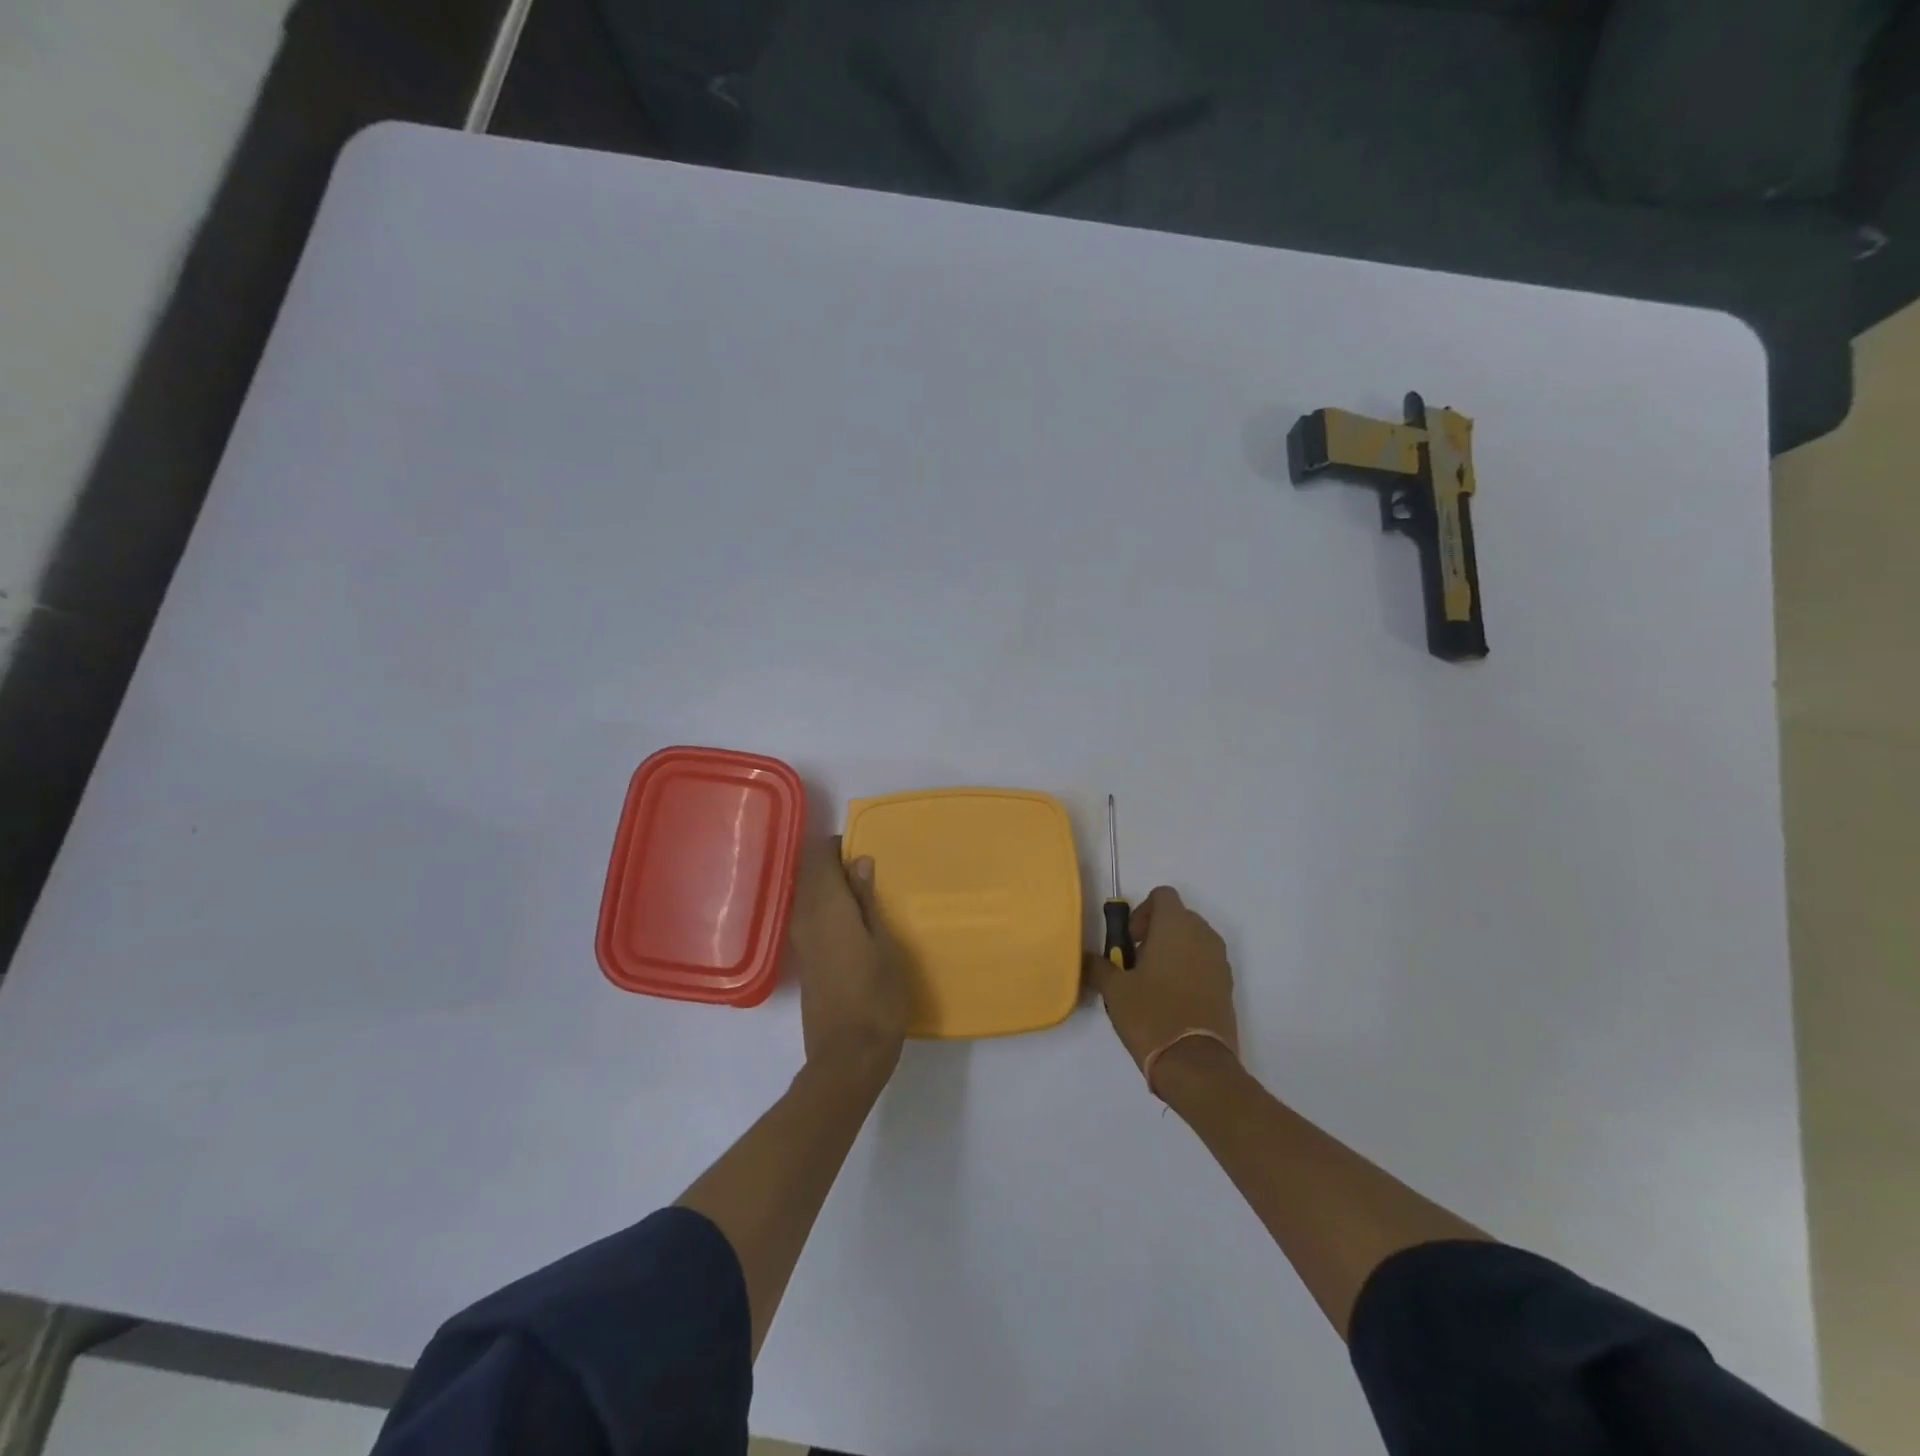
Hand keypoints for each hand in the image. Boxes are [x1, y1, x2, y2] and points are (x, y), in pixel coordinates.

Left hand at [786, 839, 908, 1089]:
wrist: (847, 1057)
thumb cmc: (877, 997)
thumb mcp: (884, 944)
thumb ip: (868, 901)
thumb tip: (859, 861)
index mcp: (826, 907)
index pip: (819, 857)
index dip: (838, 846)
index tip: (864, 849)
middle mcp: (805, 917)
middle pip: (809, 874)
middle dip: (833, 864)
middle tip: (869, 869)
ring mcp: (801, 941)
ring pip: (808, 896)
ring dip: (830, 887)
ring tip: (865, 892)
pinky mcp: (804, 961)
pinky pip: (810, 917)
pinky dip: (827, 908)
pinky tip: (853, 920)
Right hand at [1085, 886, 1238, 1079]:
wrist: (1196, 1064)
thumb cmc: (1151, 1015)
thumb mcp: (1114, 990)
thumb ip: (1099, 966)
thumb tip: (1088, 959)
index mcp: (1176, 926)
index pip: (1162, 896)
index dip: (1142, 911)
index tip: (1130, 940)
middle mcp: (1203, 935)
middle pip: (1179, 917)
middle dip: (1157, 932)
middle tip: (1136, 961)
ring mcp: (1219, 961)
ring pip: (1193, 941)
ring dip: (1173, 951)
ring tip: (1152, 982)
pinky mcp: (1227, 986)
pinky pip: (1205, 964)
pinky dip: (1189, 970)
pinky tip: (1171, 1000)